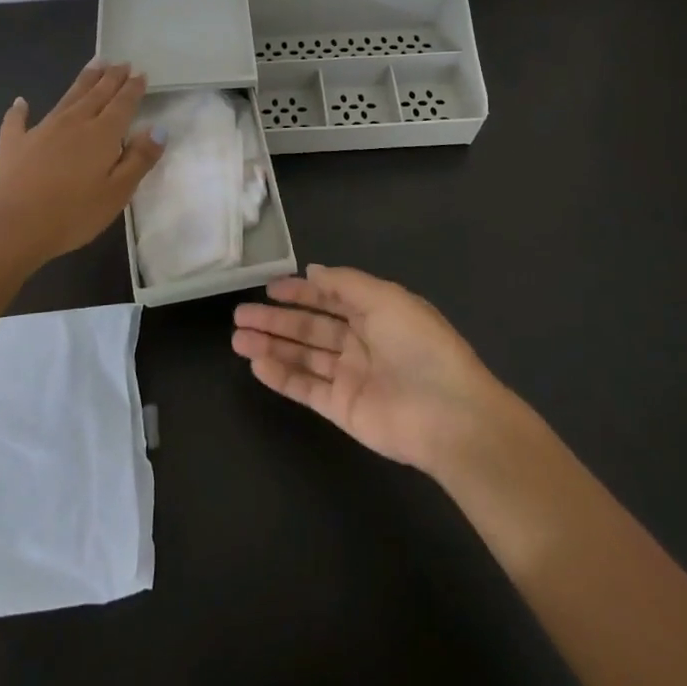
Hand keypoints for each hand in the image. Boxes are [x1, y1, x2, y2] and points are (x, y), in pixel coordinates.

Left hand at [0, 62, 164, 267]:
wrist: (11, 227)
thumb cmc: (72, 215)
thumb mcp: (117, 193)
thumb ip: (139, 159)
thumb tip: (158, 128)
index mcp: (101, 135)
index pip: (122, 104)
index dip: (133, 88)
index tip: (140, 73)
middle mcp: (73, 123)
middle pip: (96, 94)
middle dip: (111, 78)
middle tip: (121, 62)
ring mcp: (40, 130)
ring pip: (67, 98)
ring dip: (83, 81)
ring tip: (94, 65)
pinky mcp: (12, 143)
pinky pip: (17, 120)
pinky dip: (20, 110)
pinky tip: (21, 102)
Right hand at [232, 264, 502, 473]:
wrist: (448, 414)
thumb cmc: (419, 346)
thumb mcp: (385, 298)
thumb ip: (345, 283)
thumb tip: (313, 270)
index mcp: (375, 313)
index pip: (330, 297)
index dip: (301, 291)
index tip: (269, 288)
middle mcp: (360, 342)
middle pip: (310, 328)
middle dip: (276, 320)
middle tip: (240, 315)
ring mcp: (349, 377)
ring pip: (302, 356)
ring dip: (271, 345)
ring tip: (237, 338)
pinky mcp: (341, 409)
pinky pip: (305, 388)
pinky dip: (280, 376)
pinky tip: (256, 363)